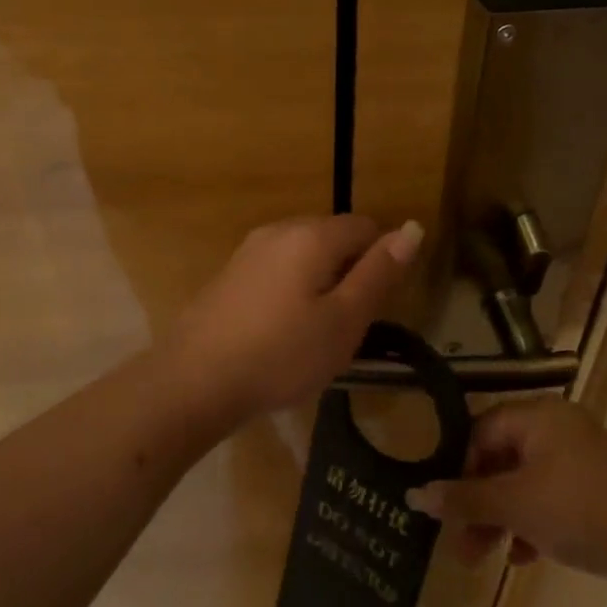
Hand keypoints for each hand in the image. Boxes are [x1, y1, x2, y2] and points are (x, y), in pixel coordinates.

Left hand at [163, 215, 424, 423]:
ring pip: (304, 255)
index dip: (381, 261)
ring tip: (314, 333)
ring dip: (320, 284)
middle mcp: (279, 230)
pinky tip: (280, 332)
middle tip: (346, 326)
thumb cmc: (281, 354)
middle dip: (350, 272)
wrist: (194, 380)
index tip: (374, 307)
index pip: (366, 226)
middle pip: (333, 237)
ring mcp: (249, 250)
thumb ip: (379, 273)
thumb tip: (412, 228)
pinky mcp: (230, 274)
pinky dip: (291, 291)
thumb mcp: (344, 320)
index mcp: (312, 235)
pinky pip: (277, 270)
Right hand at [406, 400, 606, 580]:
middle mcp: (557, 426)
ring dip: (502, 518)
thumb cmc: (576, 508)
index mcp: (536, 416)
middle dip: (478, 504)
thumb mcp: (512, 505)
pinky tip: (526, 557)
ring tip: (487, 558)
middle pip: (501, 460)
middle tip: (462, 546)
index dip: (459, 469)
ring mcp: (581, 455)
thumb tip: (414, 495)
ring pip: (525, 482)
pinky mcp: (598, 485)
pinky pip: (553, 496)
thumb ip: (463, 499)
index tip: (448, 507)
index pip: (480, 432)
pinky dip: (534, 522)